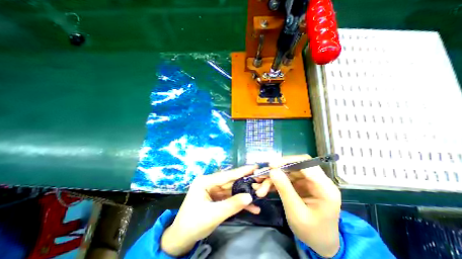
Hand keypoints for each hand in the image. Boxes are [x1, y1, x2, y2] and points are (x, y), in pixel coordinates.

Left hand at [161, 165, 258, 255]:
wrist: (182, 239)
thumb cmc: (193, 224)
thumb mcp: (214, 214)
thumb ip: (232, 205)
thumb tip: (250, 196)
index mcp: (205, 181)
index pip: (227, 175)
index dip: (242, 171)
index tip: (255, 166)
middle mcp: (210, 182)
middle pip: (231, 181)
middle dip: (246, 183)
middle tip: (260, 180)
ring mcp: (213, 190)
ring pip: (232, 190)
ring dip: (244, 195)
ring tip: (260, 194)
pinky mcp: (216, 198)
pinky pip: (229, 198)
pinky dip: (239, 203)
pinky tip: (252, 208)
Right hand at [254, 155, 340, 257]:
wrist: (320, 244)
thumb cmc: (312, 232)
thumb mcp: (296, 213)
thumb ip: (285, 190)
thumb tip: (273, 171)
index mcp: (324, 187)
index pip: (306, 164)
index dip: (287, 161)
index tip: (270, 166)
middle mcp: (316, 180)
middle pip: (293, 166)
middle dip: (275, 171)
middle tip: (260, 175)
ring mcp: (307, 182)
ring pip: (286, 172)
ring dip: (272, 178)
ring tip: (259, 187)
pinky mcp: (300, 185)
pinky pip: (284, 179)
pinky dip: (273, 183)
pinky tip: (264, 188)